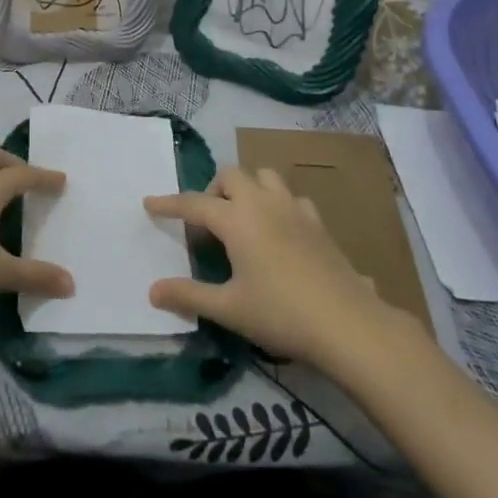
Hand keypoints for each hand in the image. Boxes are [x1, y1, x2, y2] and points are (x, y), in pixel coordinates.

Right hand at [146, 165, 399, 366]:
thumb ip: (189, 295)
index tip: (149, 203)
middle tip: (207, 222)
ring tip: (242, 218)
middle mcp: (263, 203)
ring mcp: (293, 208)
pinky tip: (279, 231)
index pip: (193, 203)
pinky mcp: (317, 222)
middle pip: (230, 175)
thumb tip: (152, 290)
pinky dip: (276, 204)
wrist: (347, 322)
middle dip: (212, 189)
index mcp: (236, 219)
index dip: (169, 204)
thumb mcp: (228, 308)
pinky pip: (290, 197)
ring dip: (247, 187)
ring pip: (264, 176)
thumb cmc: (281, 313)